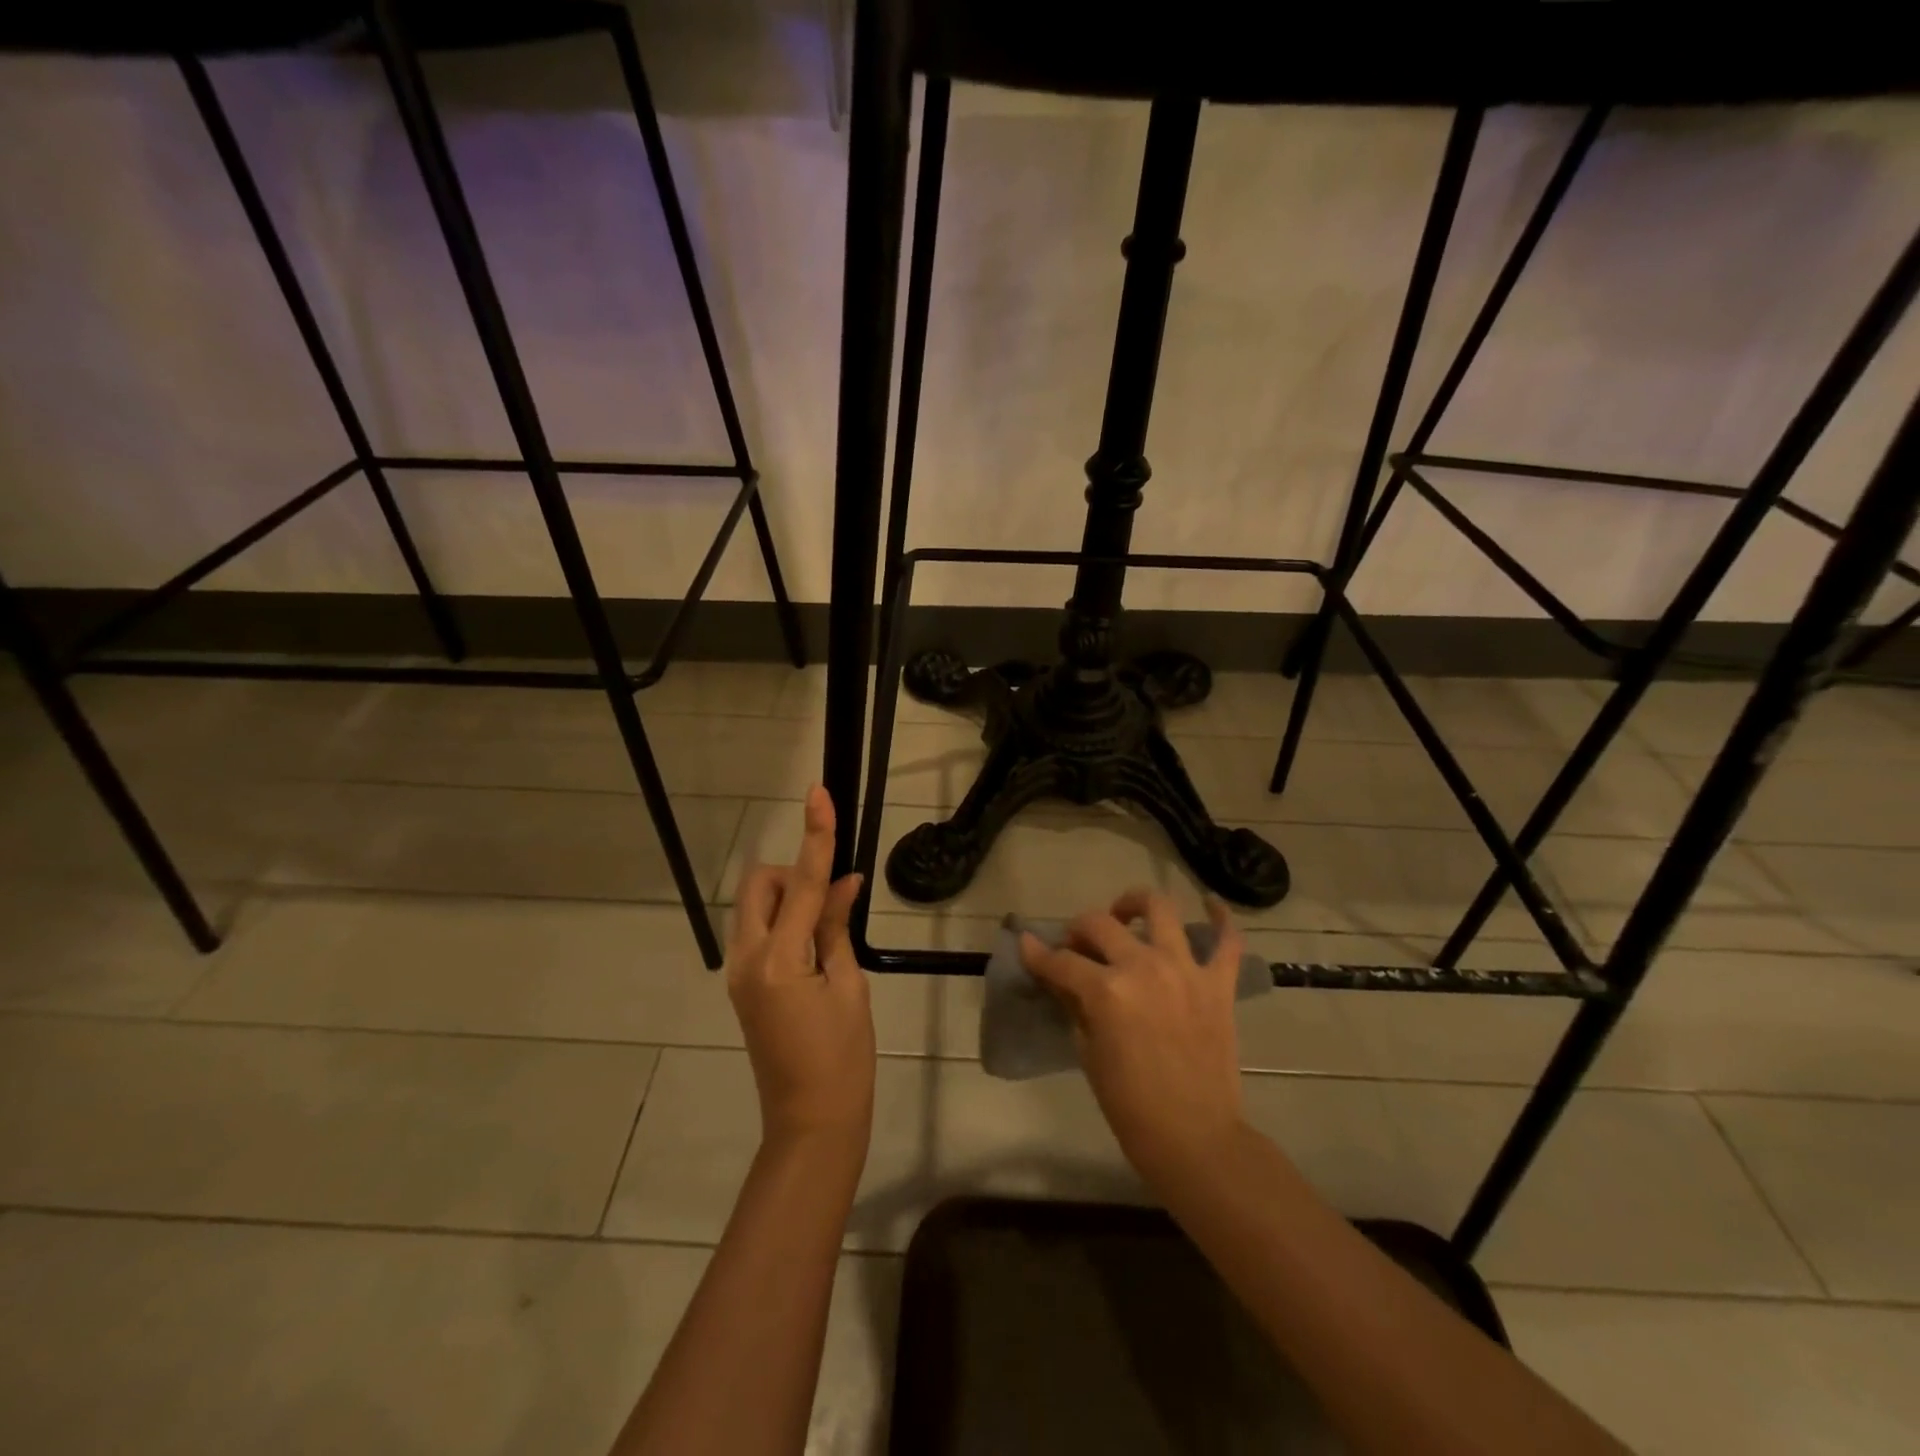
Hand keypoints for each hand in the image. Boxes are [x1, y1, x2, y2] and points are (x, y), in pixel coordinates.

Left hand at [727, 786, 874, 1153]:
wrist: (811, 1122)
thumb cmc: (844, 1059)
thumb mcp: (849, 987)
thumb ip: (837, 928)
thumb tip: (844, 883)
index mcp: (780, 960)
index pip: (804, 882)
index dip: (815, 835)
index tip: (818, 794)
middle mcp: (747, 959)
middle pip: (760, 886)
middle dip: (792, 875)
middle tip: (830, 902)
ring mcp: (739, 973)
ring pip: (755, 908)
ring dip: (788, 899)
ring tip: (827, 928)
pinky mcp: (742, 985)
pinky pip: (758, 932)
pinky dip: (785, 922)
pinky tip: (816, 942)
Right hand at [1021, 890, 1245, 1187]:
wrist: (1196, 1140)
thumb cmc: (1132, 1107)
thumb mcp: (1089, 1054)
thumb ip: (1076, 1005)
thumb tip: (1062, 977)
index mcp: (1107, 991)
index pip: (1061, 961)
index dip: (1038, 953)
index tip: (1026, 944)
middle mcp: (1144, 967)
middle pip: (1100, 923)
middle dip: (1079, 929)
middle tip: (1076, 945)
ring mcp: (1185, 970)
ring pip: (1160, 909)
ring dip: (1137, 903)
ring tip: (1127, 914)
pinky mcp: (1218, 984)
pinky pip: (1228, 941)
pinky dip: (1221, 918)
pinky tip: (1210, 904)